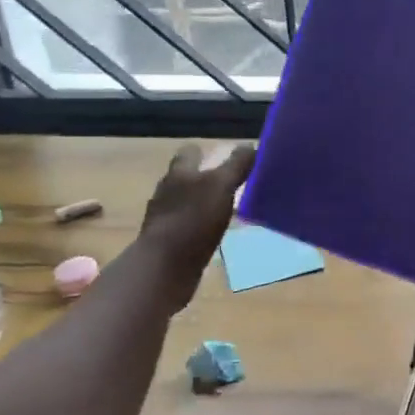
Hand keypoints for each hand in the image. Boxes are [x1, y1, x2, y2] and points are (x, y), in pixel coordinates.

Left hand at [135, 142, 255, 301]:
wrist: (164, 268)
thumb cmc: (193, 220)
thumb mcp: (222, 186)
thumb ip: (236, 165)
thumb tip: (250, 145)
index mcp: (179, 173)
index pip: (190, 152)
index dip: (205, 152)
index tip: (224, 156)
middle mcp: (167, 191)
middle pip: (185, 177)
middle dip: (204, 178)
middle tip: (231, 183)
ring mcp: (164, 218)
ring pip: (184, 202)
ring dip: (201, 204)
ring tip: (225, 210)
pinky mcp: (166, 243)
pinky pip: (184, 227)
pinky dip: (197, 227)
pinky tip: (212, 235)